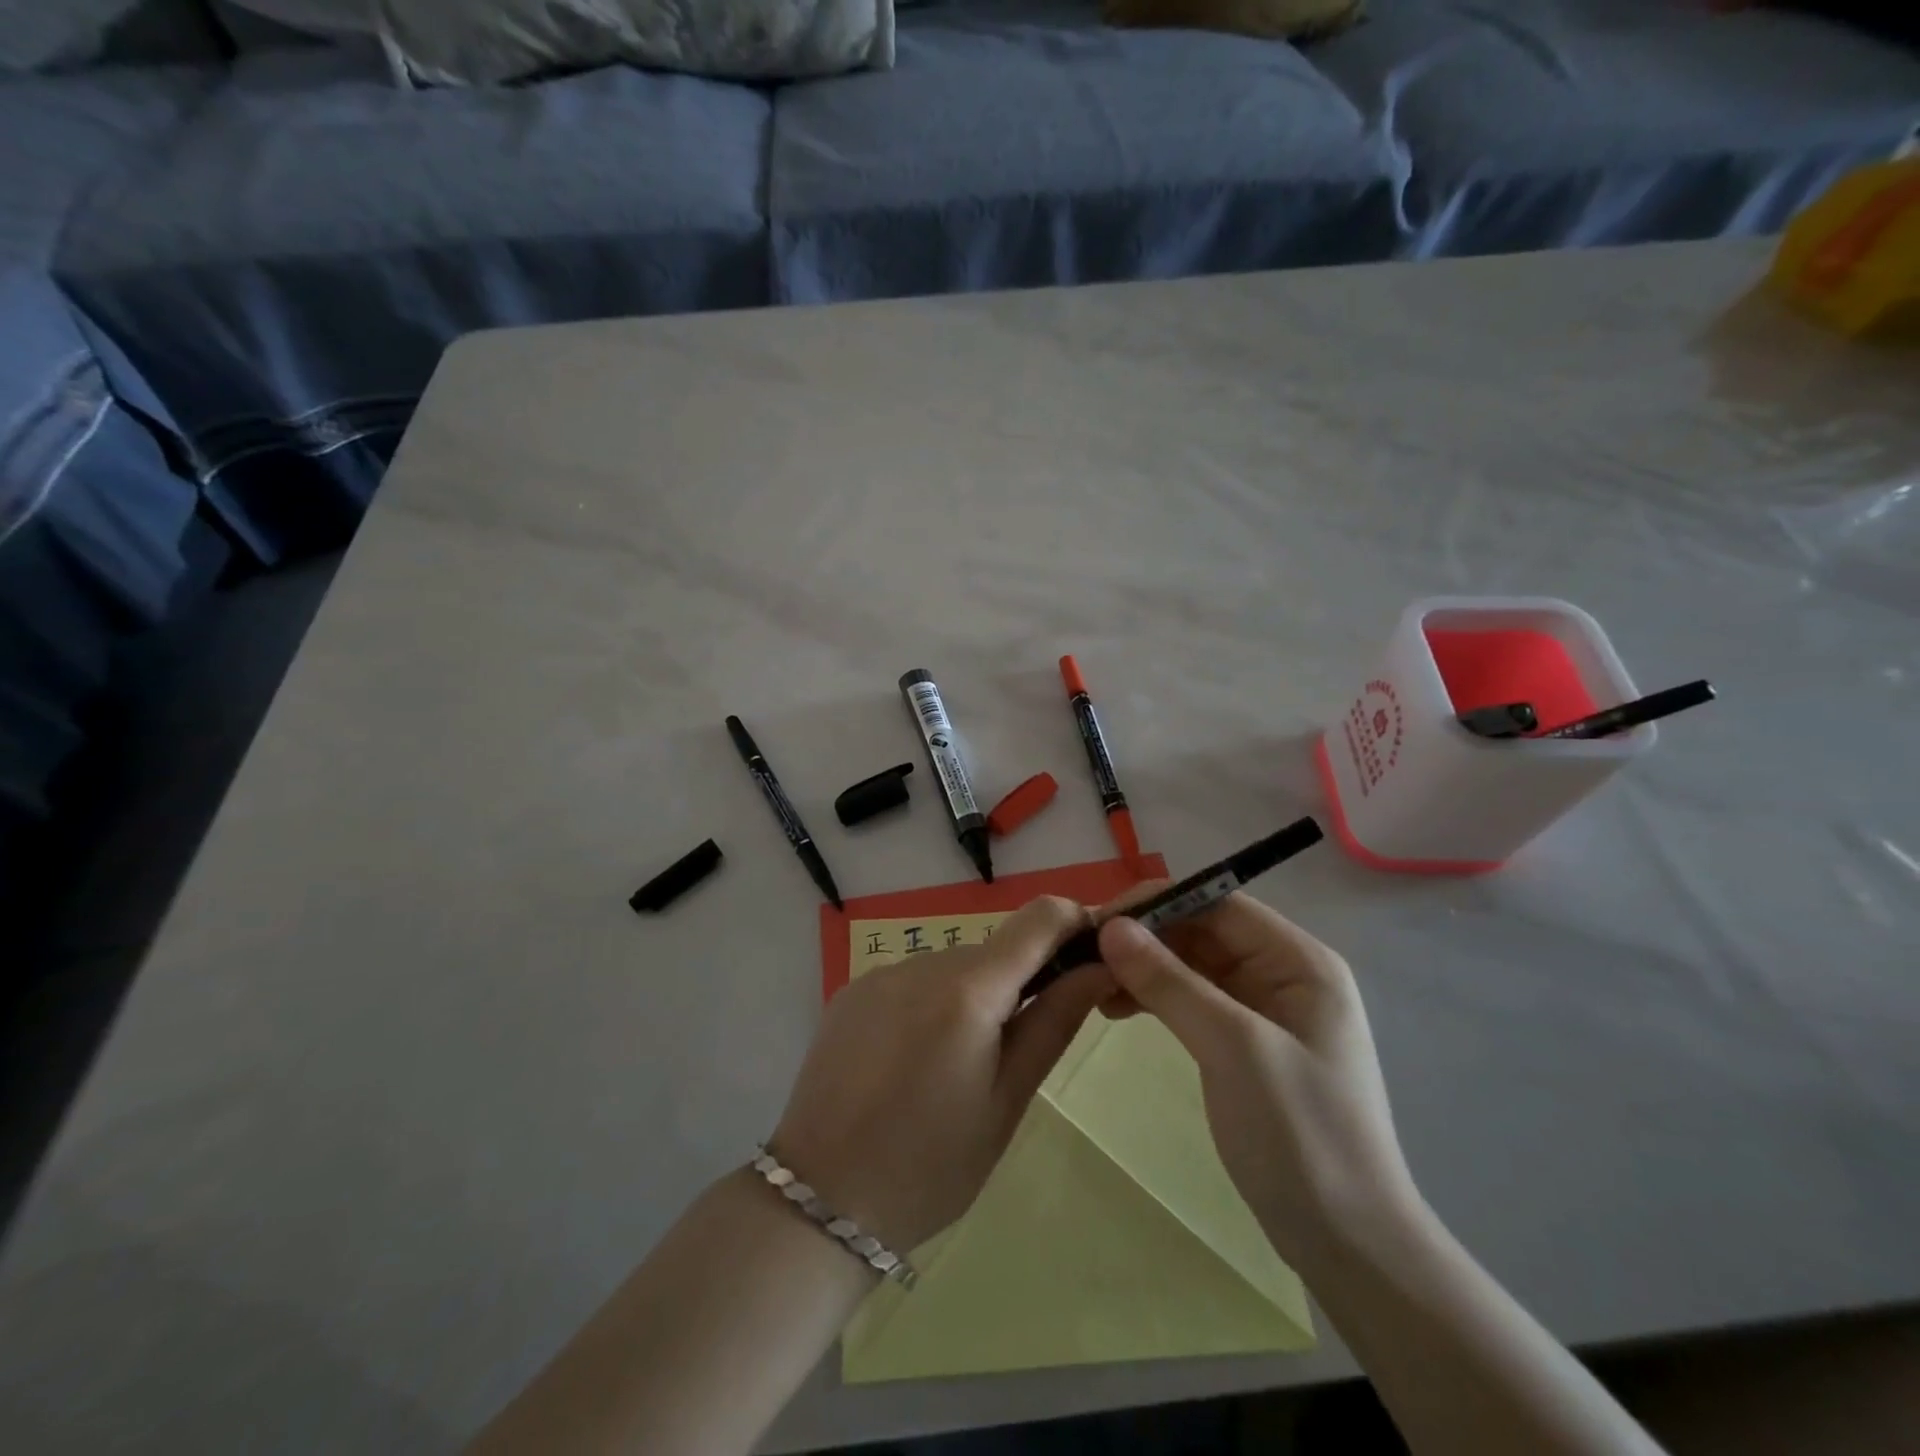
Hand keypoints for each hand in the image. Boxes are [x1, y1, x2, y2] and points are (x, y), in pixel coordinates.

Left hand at [770, 897, 1111, 1253]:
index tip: (1092, 955)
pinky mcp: (852, 991)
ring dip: (974, 995)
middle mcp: (922, 963)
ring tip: (959, 1066)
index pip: (1038, 918)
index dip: (1074, 923)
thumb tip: (1100, 966)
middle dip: (1022, 979)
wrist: (819, 1200)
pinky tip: (914, 1061)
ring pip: (953, 966)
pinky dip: (932, 1004)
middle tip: (1021, 1046)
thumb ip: (1054, 1023)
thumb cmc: (930, 1165)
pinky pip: (913, 981)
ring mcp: (881, 973)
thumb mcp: (1007, 1102)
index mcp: (968, 990)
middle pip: (994, 949)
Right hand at [1094, 890, 1419, 1268]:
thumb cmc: (1301, 1134)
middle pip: (1203, 931)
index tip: (1099, 918)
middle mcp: (1283, 973)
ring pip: (1192, 965)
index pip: (1219, 904)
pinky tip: (1116, 1007)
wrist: (1348, 1243)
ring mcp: (1264, 1009)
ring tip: (1092, 984)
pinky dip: (1155, 998)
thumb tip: (1111, 926)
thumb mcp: (1233, 1048)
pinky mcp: (1245, 1042)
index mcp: (1299, 961)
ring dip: (1144, 968)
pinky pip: (1192, 1000)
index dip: (1159, 903)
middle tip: (1084, 953)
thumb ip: (1170, 982)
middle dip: (1146, 938)